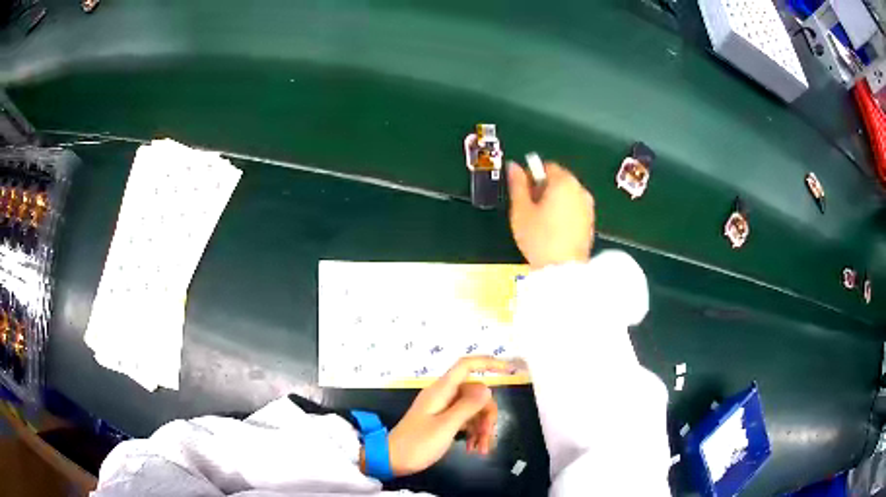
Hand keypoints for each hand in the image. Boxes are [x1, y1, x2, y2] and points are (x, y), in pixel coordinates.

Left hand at [384, 356, 512, 476]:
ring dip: (481, 428)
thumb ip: (467, 406)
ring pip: (473, 409)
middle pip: (476, 393)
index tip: (509, 371)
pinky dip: (472, 433)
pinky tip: (473, 449)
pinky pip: (465, 421)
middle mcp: (443, 395)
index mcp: (441, 390)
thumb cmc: (417, 443)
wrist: (392, 460)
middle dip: (487, 414)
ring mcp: (442, 408)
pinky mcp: (441, 421)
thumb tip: (488, 388)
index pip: (466, 365)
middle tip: (489, 437)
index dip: (488, 363)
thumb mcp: (446, 426)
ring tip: (482, 449)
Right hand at [507, 161, 594, 268]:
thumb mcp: (521, 210)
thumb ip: (517, 184)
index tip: (523, 194)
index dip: (532, 177)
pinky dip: (565, 213)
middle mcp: (580, 189)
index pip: (546, 166)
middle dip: (544, 189)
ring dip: (555, 201)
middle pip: (559, 179)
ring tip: (541, 221)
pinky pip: (575, 209)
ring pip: (568, 195)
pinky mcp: (591, 222)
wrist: (563, 270)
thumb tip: (513, 166)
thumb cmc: (539, 238)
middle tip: (530, 208)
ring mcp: (588, 206)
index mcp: (563, 182)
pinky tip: (554, 230)